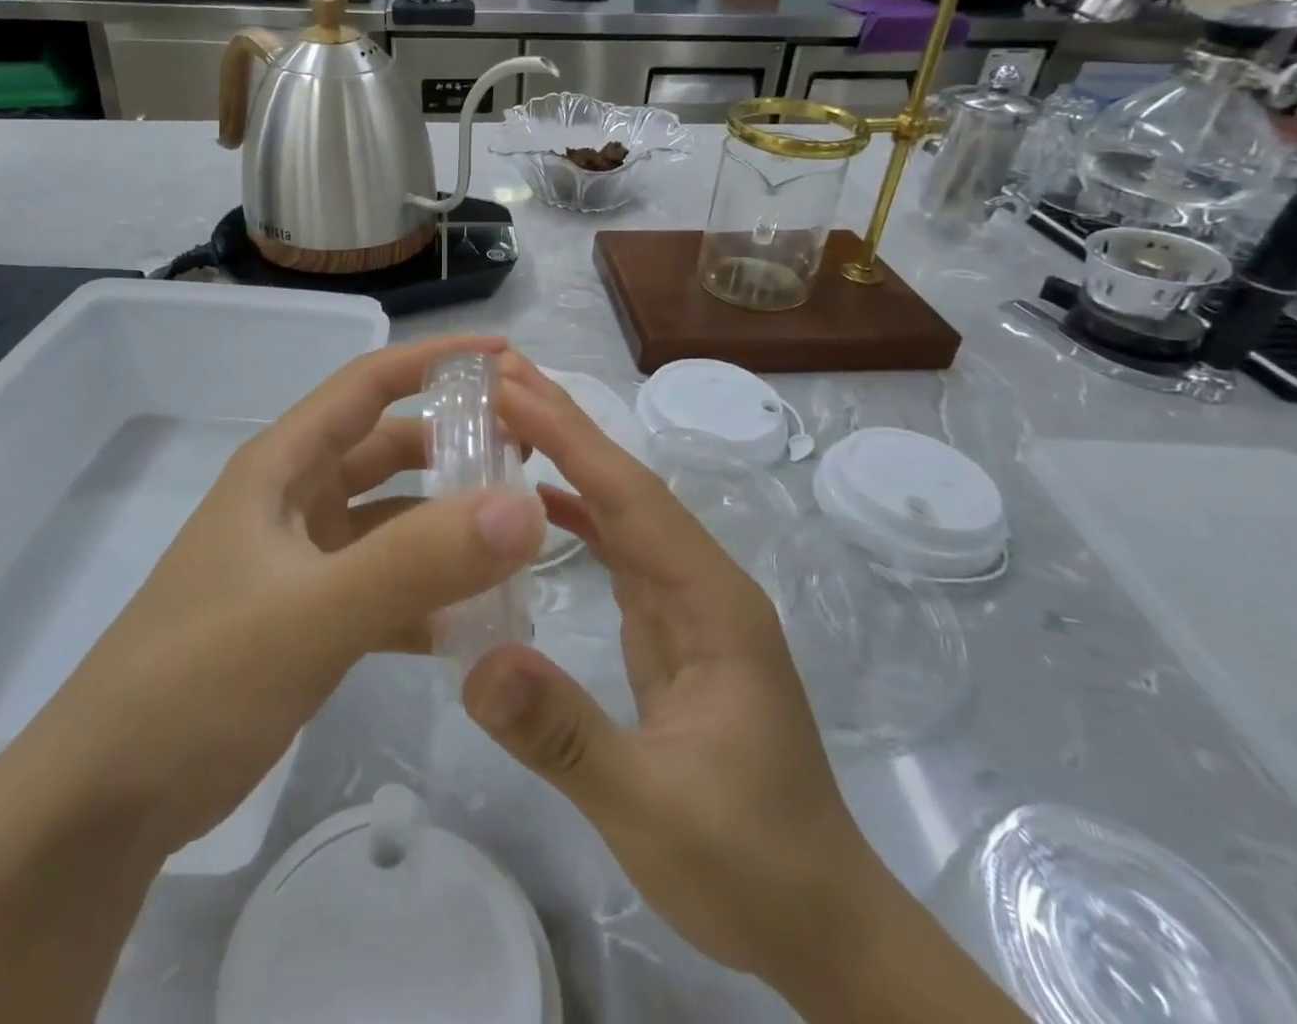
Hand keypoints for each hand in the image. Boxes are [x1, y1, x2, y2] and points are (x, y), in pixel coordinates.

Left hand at [0, 335, 550, 1023]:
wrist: (103, 804)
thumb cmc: (196, 682)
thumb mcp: (310, 615)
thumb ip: (417, 562)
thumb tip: (524, 508)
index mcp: (283, 467)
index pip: (369, 384)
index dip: (437, 361)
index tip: (509, 358)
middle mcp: (294, 499)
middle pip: (391, 449)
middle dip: (458, 446)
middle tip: (533, 463)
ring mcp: (302, 558)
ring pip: (393, 519)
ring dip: (449, 525)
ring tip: (520, 542)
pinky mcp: (309, 613)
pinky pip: (385, 583)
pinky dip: (428, 592)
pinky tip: (475, 621)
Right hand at [463, 356, 860, 984]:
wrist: (819, 920)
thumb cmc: (749, 864)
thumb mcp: (651, 806)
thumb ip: (564, 734)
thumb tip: (476, 663)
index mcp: (711, 600)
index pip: (630, 496)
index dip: (570, 437)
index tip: (511, 386)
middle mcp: (702, 583)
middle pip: (628, 487)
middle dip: (567, 426)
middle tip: (501, 376)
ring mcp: (689, 605)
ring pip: (622, 513)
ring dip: (570, 461)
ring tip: (510, 420)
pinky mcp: (672, 630)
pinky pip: (619, 553)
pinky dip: (578, 517)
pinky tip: (541, 506)